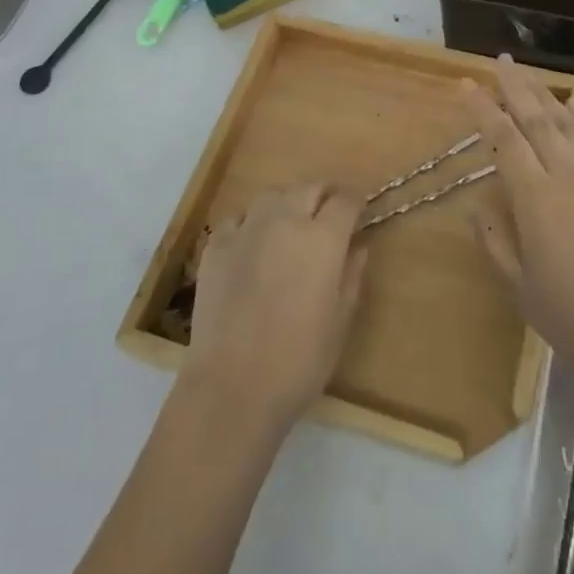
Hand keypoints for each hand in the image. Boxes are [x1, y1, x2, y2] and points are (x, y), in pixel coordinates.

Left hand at [183, 183, 366, 435]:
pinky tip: (251, 248)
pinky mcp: (215, 246)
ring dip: (286, 204)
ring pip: (272, 195)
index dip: (355, 203)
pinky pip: (238, 219)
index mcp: (323, 238)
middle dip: (323, 195)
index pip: (345, 200)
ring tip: (288, 227)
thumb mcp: (340, 322)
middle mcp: (285, 220)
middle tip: (327, 215)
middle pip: (309, 187)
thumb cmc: (299, 361)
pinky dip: (250, 225)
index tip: (358, 214)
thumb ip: (351, 275)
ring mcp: (246, 229)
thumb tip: (358, 246)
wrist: (232, 387)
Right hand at [459, 57, 573, 383]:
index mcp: (535, 197)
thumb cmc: (572, 312)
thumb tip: (479, 204)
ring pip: (566, 121)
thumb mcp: (518, 284)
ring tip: (527, 73)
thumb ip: (494, 239)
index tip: (467, 84)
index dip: (483, 109)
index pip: (503, 139)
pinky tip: (570, 104)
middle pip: (535, 118)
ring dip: (544, 94)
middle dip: (514, 86)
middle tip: (499, 60)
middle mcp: (566, 173)